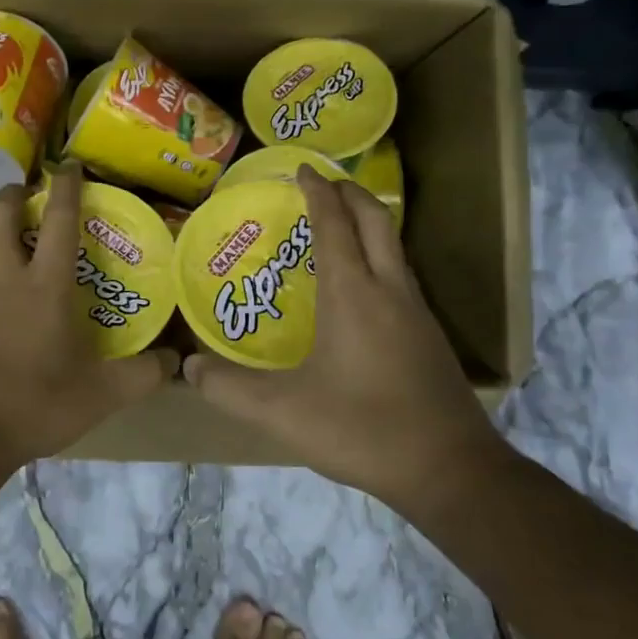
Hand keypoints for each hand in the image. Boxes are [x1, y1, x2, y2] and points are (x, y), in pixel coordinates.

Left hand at [0, 164, 178, 468]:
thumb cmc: (36, 406)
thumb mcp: (102, 395)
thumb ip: (143, 374)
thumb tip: (177, 361)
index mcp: (44, 286)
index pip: (58, 220)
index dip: (66, 186)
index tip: (69, 164)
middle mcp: (1, 279)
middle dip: (11, 193)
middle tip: (24, 194)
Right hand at [183, 166, 509, 503]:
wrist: (450, 469)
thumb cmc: (362, 429)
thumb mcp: (283, 412)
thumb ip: (229, 388)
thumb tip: (187, 368)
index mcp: (353, 294)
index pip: (334, 225)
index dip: (318, 192)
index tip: (302, 169)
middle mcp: (389, 290)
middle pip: (375, 221)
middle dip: (350, 193)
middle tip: (323, 182)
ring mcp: (416, 312)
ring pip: (394, 246)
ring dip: (368, 223)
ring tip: (339, 224)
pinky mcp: (428, 336)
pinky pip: (400, 275)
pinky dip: (379, 256)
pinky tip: (362, 287)